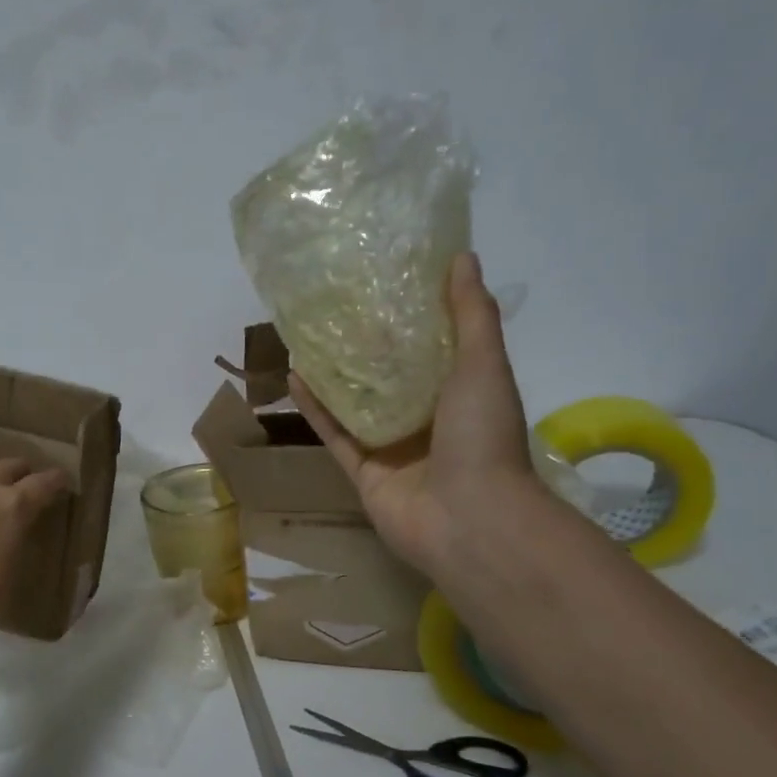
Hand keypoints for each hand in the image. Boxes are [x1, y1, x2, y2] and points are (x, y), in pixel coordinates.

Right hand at [292, 252, 552, 581]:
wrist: (469, 519)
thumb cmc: (483, 436)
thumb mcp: (483, 364)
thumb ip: (472, 314)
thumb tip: (463, 257)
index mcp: (462, 393)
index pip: (434, 348)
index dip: (412, 316)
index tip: (385, 282)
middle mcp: (427, 419)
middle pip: (390, 376)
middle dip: (366, 344)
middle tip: (336, 306)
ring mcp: (393, 448)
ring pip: (357, 404)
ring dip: (334, 374)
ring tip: (306, 336)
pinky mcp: (363, 472)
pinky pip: (336, 434)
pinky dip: (315, 409)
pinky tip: (293, 377)